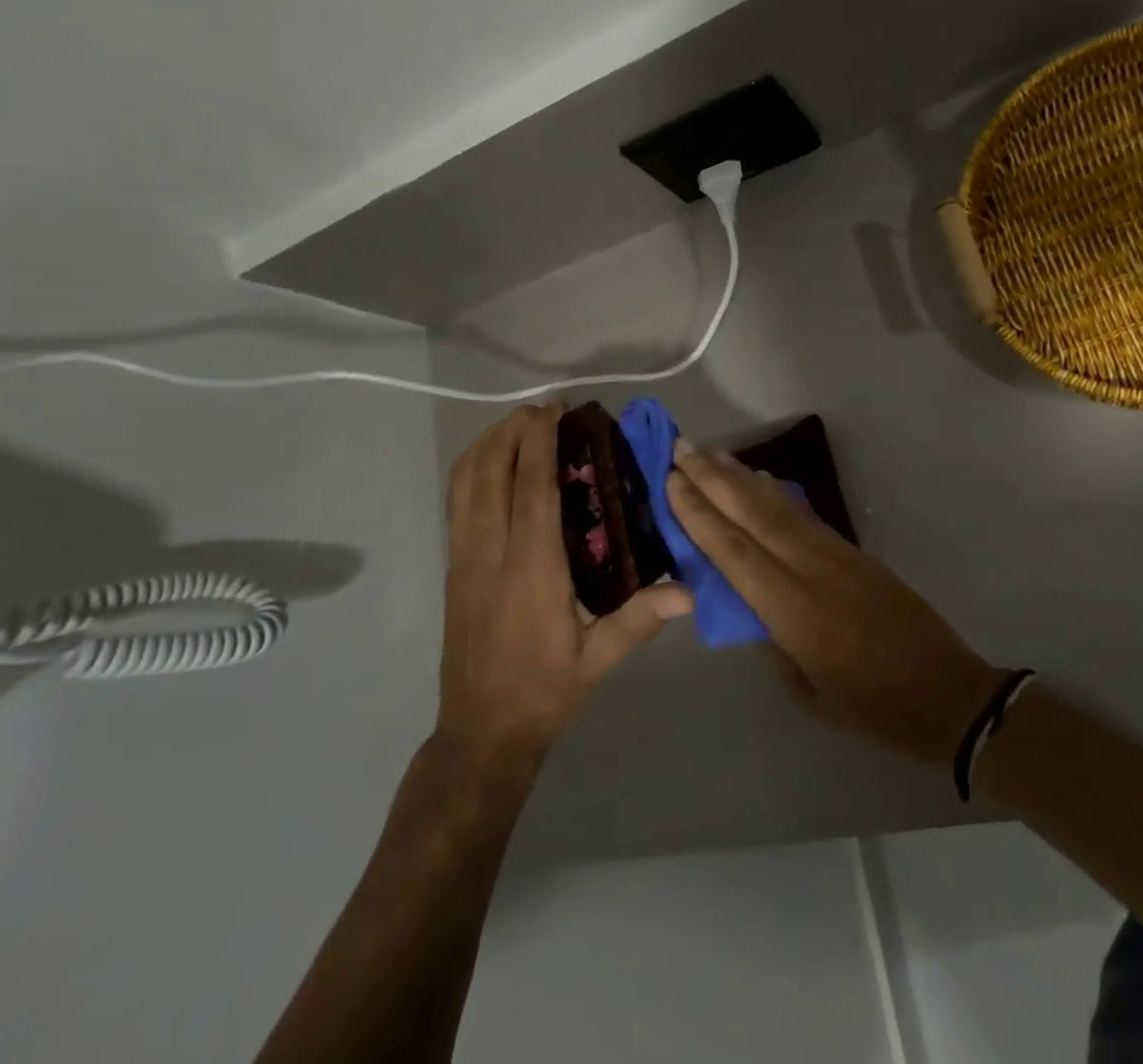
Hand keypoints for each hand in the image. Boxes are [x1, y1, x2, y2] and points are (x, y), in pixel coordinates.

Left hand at [436, 406, 691, 773]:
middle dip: (511, 431)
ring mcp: (464, 558)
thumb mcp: (599, 659)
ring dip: (487, 445)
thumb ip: (640, 619)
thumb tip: (690, 593)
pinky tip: (492, 466)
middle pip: (489, 472)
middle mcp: (490, 552)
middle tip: (544, 411)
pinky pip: (456, 504)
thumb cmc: (545, 690)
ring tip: (517, 427)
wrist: (481, 732)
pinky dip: (471, 471)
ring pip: (464, 483)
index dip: (539, 441)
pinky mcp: (452, 568)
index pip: (531, 487)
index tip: (556, 411)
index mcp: (530, 568)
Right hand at [668, 441, 1004, 770]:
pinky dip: (778, 494)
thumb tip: (751, 607)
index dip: (699, 513)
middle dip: (713, 478)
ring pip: (779, 507)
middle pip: (752, 514)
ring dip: (742, 477)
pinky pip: (805, 515)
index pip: (733, 551)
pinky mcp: (855, 552)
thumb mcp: (806, 691)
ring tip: (712, 453)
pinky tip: (762, 480)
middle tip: (681, 446)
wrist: (946, 692)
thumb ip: (772, 642)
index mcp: (791, 609)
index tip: (671, 480)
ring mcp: (836, 554)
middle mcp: (809, 568)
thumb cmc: (871, 708)